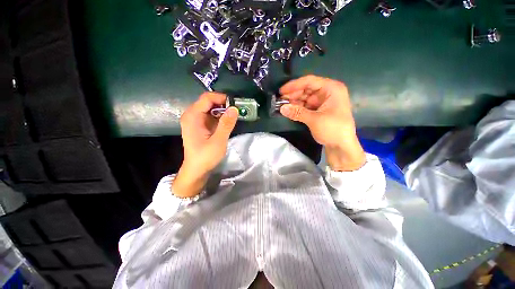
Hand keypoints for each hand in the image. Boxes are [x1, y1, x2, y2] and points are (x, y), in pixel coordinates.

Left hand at [173, 92, 237, 197]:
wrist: (196, 170)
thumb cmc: (205, 157)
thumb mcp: (218, 141)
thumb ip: (226, 124)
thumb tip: (234, 108)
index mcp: (193, 116)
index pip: (207, 98)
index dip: (222, 98)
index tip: (235, 104)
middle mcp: (192, 115)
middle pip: (208, 102)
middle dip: (224, 104)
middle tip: (237, 110)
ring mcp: (195, 120)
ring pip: (211, 108)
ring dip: (223, 110)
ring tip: (235, 115)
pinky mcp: (200, 125)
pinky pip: (211, 115)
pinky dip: (220, 116)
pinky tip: (228, 121)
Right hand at [279, 75, 365, 170]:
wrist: (342, 146)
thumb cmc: (333, 129)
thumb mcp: (315, 120)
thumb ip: (297, 112)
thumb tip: (281, 108)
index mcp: (331, 89)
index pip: (309, 81)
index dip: (294, 85)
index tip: (281, 91)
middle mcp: (327, 92)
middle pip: (306, 89)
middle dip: (293, 95)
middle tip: (280, 101)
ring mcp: (323, 102)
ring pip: (305, 98)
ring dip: (294, 102)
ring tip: (282, 106)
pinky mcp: (319, 110)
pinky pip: (306, 106)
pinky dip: (297, 108)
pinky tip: (289, 110)